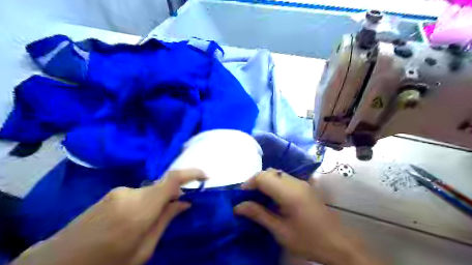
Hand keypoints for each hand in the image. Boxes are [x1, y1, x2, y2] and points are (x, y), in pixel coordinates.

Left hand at [10, 170, 205, 264]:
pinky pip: (138, 194)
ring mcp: (119, 191)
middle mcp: (130, 193)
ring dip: (156, 202)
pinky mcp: (111, 193)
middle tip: (175, 212)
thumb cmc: (105, 264)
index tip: (205, 177)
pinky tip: (133, 221)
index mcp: (140, 209)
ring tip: (148, 224)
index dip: (192, 173)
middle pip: (162, 187)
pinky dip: (145, 203)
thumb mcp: (142, 251)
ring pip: (150, 191)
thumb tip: (184, 203)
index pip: (172, 180)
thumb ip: (165, 221)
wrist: (56, 264)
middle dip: (173, 196)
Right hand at [234, 170, 380, 264]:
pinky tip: (273, 198)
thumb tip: (238, 207)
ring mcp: (302, 183)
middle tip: (248, 197)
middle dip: (256, 181)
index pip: (263, 177)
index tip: (241, 196)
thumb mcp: (280, 231)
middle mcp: (296, 182)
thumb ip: (259, 215)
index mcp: (289, 193)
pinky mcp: (305, 186)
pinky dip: (274, 184)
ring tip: (259, 198)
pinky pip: (284, 178)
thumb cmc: (308, 240)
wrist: (338, 243)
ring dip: (265, 182)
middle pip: (270, 172)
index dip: (249, 183)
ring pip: (277, 174)